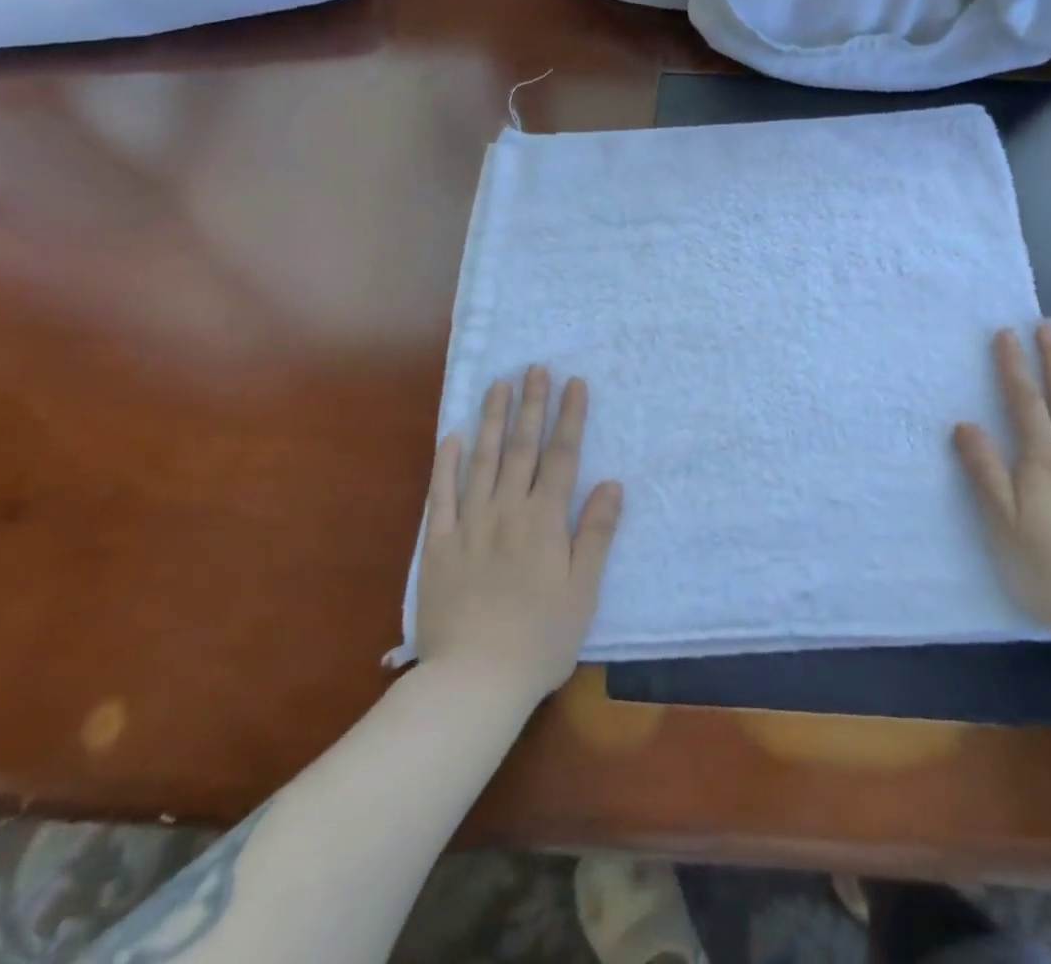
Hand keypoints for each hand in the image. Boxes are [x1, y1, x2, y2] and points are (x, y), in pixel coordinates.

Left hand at [416, 368, 622, 705]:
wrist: (474, 681)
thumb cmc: (540, 639)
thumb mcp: (583, 591)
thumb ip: (595, 534)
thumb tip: (611, 483)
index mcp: (544, 522)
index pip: (561, 457)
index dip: (569, 418)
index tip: (574, 383)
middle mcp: (507, 511)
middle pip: (521, 448)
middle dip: (531, 405)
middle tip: (534, 368)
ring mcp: (470, 524)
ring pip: (481, 460)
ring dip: (491, 420)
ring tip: (497, 385)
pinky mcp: (439, 544)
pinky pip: (442, 495)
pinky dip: (446, 463)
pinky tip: (451, 436)